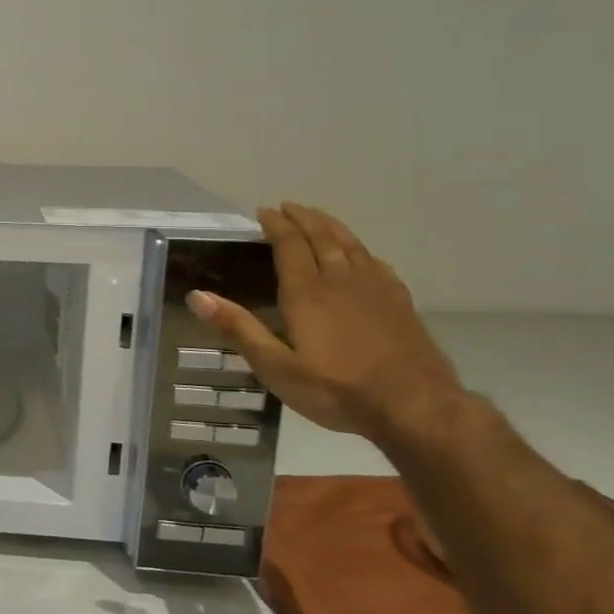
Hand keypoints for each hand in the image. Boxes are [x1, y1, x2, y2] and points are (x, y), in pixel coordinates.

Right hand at [185, 203, 466, 438]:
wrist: (416, 408)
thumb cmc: (337, 389)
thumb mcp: (275, 366)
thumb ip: (238, 328)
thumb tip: (197, 296)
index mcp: (307, 293)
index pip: (290, 246)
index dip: (276, 225)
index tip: (263, 211)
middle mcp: (341, 282)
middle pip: (323, 238)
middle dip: (303, 219)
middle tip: (289, 206)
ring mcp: (376, 292)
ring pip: (352, 247)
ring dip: (332, 228)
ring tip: (320, 218)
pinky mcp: (401, 305)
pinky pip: (378, 265)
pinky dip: (363, 252)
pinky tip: (363, 256)